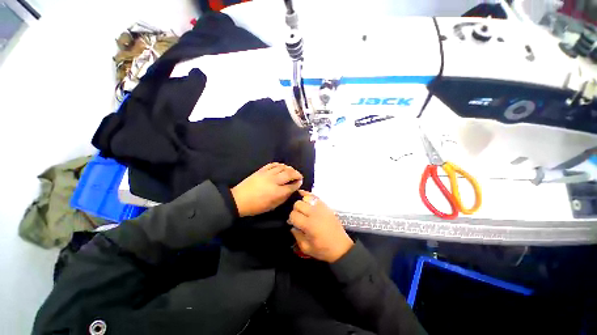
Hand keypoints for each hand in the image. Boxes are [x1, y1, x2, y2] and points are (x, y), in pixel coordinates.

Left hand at [231, 163, 302, 216]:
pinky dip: (279, 164)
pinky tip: (282, 166)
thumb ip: (284, 197)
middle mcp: (274, 181)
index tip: (300, 182)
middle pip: (289, 174)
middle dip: (297, 174)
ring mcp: (267, 174)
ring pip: (282, 167)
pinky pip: (273, 164)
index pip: (292, 186)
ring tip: (292, 171)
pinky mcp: (261, 170)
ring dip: (289, 168)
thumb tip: (291, 190)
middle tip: (299, 176)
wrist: (239, 200)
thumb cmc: (257, 206)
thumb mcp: (272, 206)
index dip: (298, 183)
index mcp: (277, 192)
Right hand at [288, 190, 353, 262]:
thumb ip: (297, 236)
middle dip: (295, 210)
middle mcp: (314, 213)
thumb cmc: (323, 249)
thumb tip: (292, 226)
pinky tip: (302, 194)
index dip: (291, 219)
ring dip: (302, 203)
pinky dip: (308, 195)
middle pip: (298, 204)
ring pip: (306, 198)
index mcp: (309, 225)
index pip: (293, 215)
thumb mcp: (306, 248)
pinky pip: (315, 196)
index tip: (294, 223)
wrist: (341, 247)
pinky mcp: (326, 206)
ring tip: (304, 210)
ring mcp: (321, 208)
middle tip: (299, 217)